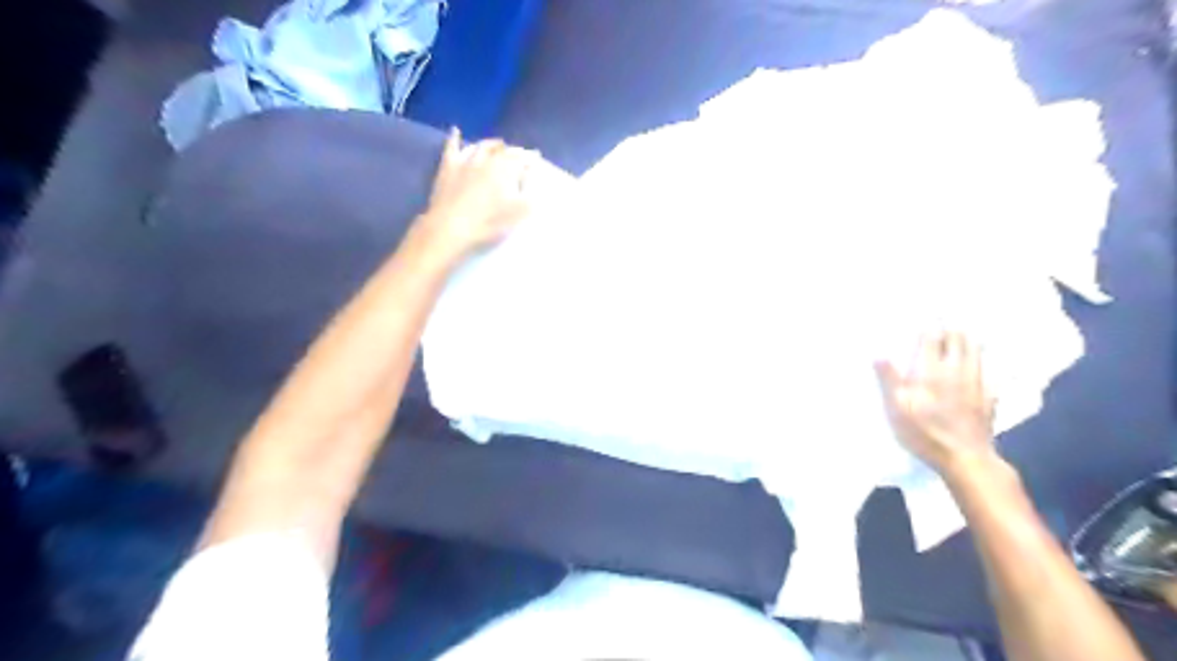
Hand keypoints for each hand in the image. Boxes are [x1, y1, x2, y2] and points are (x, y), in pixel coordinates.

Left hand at [414, 127, 536, 259]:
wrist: (450, 228)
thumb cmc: (488, 223)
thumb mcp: (518, 213)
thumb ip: (529, 193)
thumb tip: (530, 176)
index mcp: (505, 169)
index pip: (521, 158)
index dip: (529, 157)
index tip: (536, 156)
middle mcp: (486, 160)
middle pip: (502, 150)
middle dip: (512, 150)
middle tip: (518, 153)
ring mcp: (465, 162)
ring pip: (480, 147)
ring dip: (490, 144)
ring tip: (497, 145)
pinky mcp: (447, 169)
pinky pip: (451, 148)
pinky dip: (454, 138)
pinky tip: (455, 131)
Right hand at [876, 332, 996, 478]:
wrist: (965, 457)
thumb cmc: (924, 432)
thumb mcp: (897, 407)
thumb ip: (889, 378)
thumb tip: (878, 353)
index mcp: (931, 370)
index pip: (931, 338)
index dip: (928, 324)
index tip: (926, 313)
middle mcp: (956, 370)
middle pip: (957, 340)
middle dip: (950, 327)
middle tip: (945, 319)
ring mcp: (976, 383)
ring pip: (975, 352)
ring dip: (968, 339)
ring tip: (963, 332)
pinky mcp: (989, 397)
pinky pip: (988, 370)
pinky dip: (983, 361)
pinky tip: (982, 363)